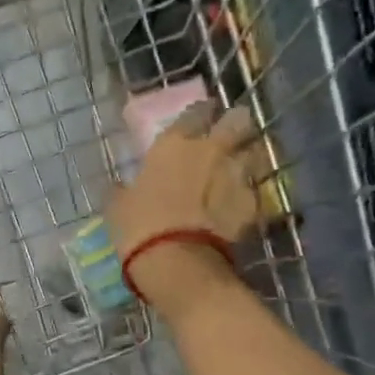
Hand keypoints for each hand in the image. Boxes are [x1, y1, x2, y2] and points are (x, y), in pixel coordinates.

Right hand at [105, 102, 263, 315]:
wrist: (177, 262)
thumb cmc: (139, 228)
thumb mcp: (118, 207)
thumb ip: (122, 190)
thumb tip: (118, 187)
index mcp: (174, 144)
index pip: (196, 111)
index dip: (200, 114)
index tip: (200, 121)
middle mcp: (211, 150)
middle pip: (238, 120)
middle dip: (236, 125)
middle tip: (229, 136)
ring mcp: (236, 175)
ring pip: (256, 152)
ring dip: (250, 157)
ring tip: (240, 170)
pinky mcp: (252, 204)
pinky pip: (255, 192)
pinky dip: (249, 196)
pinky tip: (239, 207)